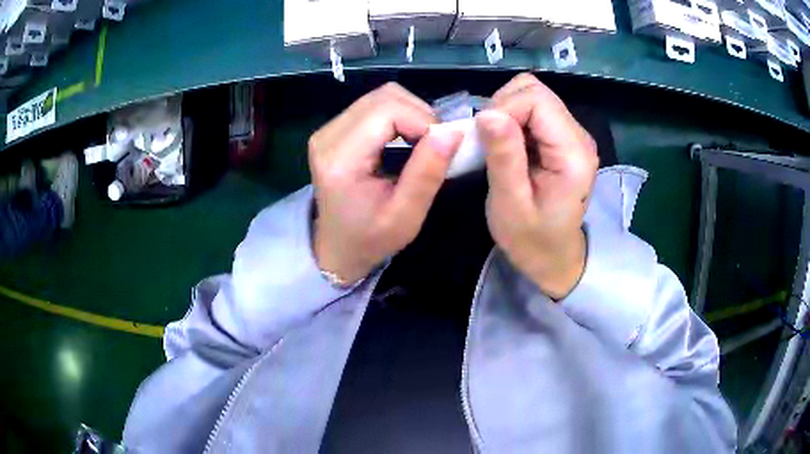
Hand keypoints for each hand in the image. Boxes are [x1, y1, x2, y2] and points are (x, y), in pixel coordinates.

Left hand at [309, 83, 461, 283]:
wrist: (337, 248)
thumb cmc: (371, 239)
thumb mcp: (406, 216)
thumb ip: (427, 172)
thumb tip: (453, 131)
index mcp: (340, 160)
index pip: (387, 111)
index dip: (422, 120)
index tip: (442, 147)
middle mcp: (327, 136)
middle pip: (384, 97)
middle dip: (419, 114)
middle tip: (434, 145)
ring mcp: (327, 130)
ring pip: (380, 96)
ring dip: (410, 113)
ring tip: (421, 143)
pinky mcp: (333, 129)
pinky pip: (373, 106)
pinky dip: (398, 115)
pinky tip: (405, 139)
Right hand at [476, 73, 598, 298]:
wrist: (555, 256)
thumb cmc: (532, 240)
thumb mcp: (511, 204)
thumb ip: (504, 157)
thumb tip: (486, 113)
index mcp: (573, 154)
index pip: (536, 100)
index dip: (504, 110)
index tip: (486, 141)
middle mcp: (578, 136)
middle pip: (535, 90)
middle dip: (503, 107)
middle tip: (490, 143)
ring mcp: (572, 134)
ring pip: (531, 94)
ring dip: (506, 112)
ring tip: (498, 146)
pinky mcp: (562, 136)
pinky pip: (532, 109)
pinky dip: (512, 119)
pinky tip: (508, 147)